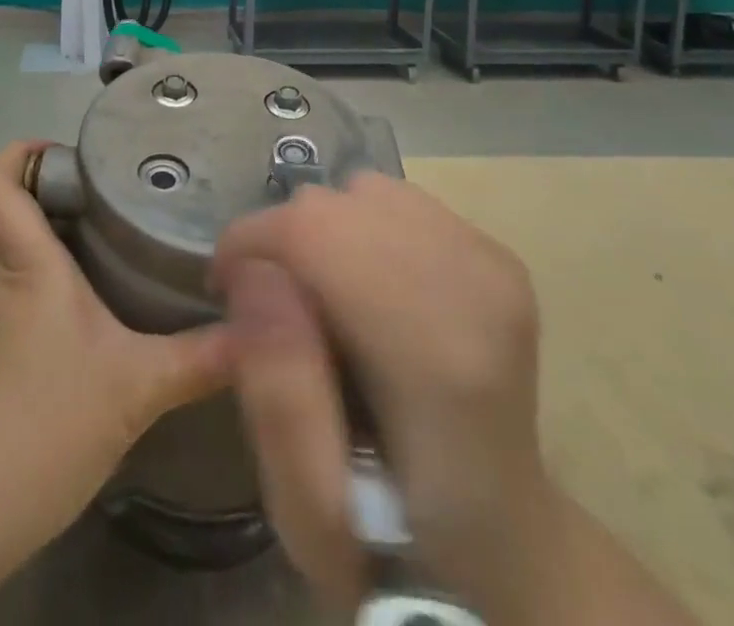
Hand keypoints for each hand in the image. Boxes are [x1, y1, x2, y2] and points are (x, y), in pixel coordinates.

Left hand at [0, 141, 230, 578]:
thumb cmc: (40, 426)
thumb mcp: (135, 389)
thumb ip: (200, 357)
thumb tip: (258, 330)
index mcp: (24, 264)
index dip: (20, 153)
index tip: (67, 151)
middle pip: (5, 208)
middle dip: (48, 189)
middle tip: (107, 189)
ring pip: (9, 250)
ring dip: (47, 233)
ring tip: (108, 234)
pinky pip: (13, 290)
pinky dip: (44, 278)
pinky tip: (91, 306)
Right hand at [213, 171, 545, 609]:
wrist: (508, 538)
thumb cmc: (400, 543)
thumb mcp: (310, 513)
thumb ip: (276, 394)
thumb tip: (253, 274)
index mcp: (439, 357)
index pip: (316, 230)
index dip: (252, 242)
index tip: (225, 290)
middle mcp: (477, 287)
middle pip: (336, 203)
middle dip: (283, 240)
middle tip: (275, 308)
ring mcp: (493, 262)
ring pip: (362, 190)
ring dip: (324, 231)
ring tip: (325, 298)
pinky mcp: (496, 251)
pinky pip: (395, 200)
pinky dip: (361, 228)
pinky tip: (370, 287)